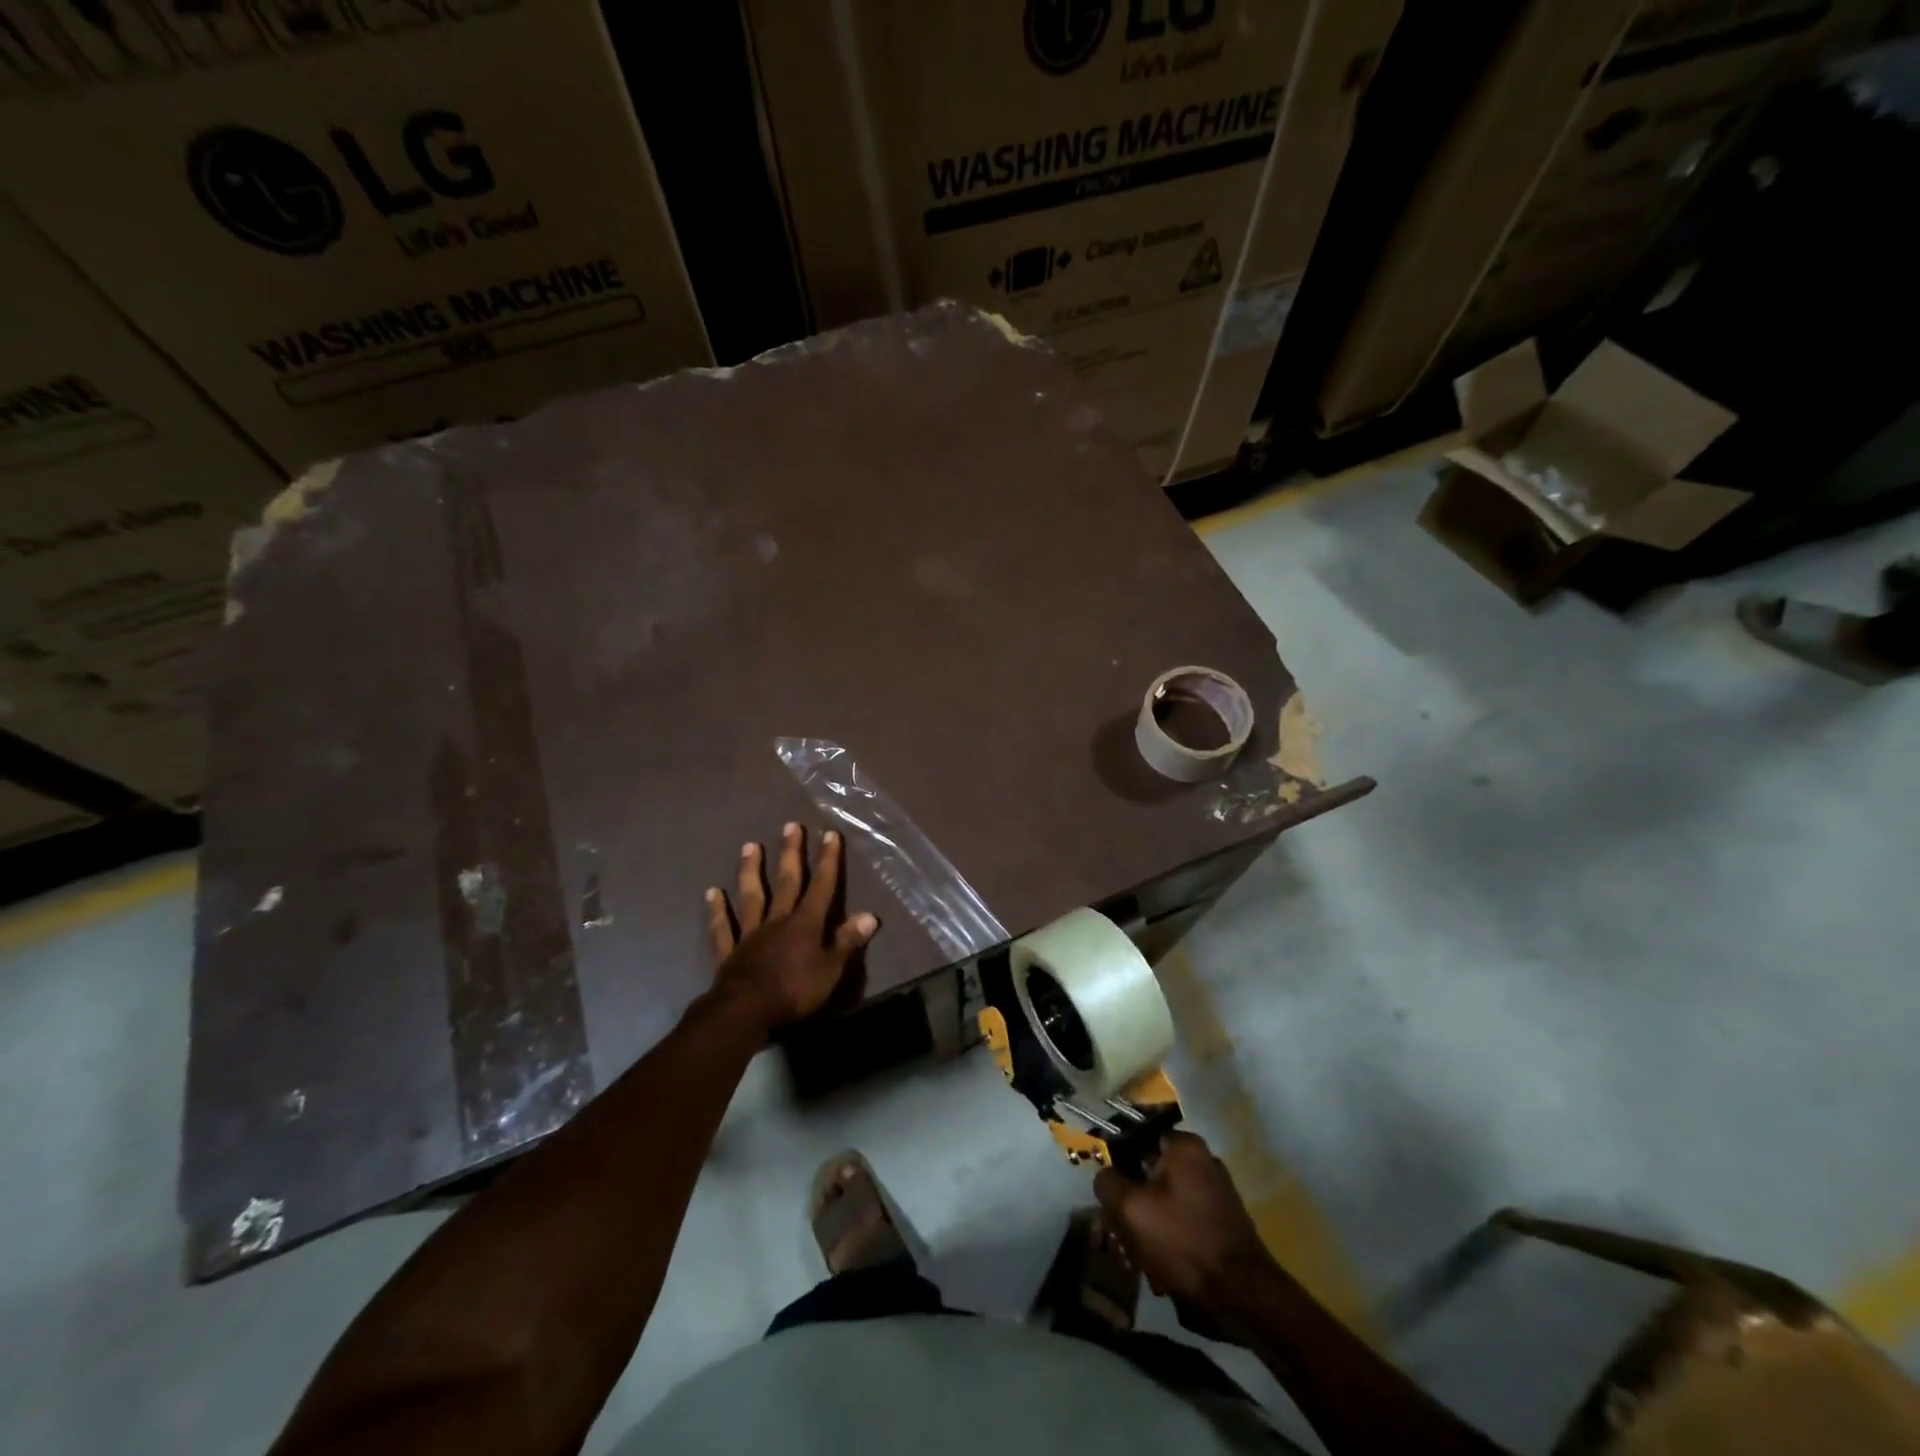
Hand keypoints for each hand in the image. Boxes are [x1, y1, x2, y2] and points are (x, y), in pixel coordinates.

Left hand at [705, 822, 878, 1031]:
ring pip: (751, 896)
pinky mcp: (729, 952)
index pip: (821, 887)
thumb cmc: (794, 991)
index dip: (827, 861)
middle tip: (790, 826)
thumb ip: (847, 941)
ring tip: (751, 846)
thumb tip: (870, 915)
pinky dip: (717, 911)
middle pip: (786, 882)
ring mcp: (750, 934)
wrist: (745, 1011)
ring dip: (751, 871)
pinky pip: (722, 928)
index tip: (830, 834)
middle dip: (791, 853)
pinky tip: (711, 893)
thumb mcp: (830, 970)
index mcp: (805, 924)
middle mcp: (778, 921)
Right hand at [1094, 1131, 1282, 1324]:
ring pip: (1164, 1204)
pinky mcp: (1222, 1226)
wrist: (1243, 1297)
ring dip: (1148, 1232)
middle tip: (1123, 1237)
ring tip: (1142, 1262)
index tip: (1110, 1195)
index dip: (1118, 1166)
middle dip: (1133, 1208)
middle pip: (1149, 1175)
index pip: (1136, 1140)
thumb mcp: (1132, 1209)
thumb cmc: (1184, 1241)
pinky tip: (1163, 1273)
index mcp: (1184, 1147)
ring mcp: (1216, 1194)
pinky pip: (1183, 1225)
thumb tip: (1105, 1177)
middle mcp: (1203, 1162)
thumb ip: (1108, 1183)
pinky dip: (1170, 1245)